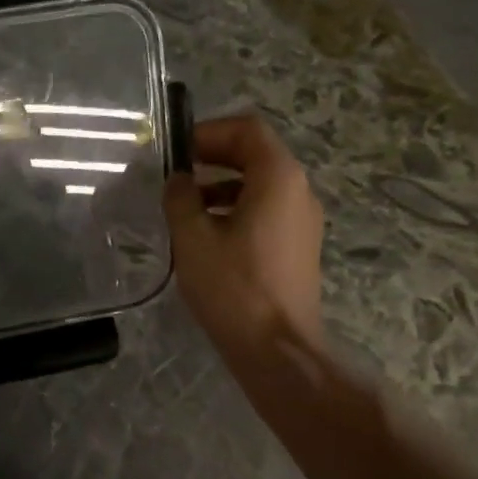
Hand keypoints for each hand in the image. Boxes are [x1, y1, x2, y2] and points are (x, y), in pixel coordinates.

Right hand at [164, 114, 325, 363]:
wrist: (276, 347)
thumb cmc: (233, 287)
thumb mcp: (193, 238)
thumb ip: (180, 198)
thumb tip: (178, 180)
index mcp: (278, 179)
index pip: (247, 130)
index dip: (209, 132)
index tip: (176, 151)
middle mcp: (298, 191)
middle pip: (256, 155)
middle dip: (213, 158)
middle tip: (175, 174)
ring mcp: (302, 221)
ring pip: (259, 186)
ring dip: (220, 186)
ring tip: (183, 208)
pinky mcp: (297, 247)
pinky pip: (265, 212)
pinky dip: (234, 210)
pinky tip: (205, 236)